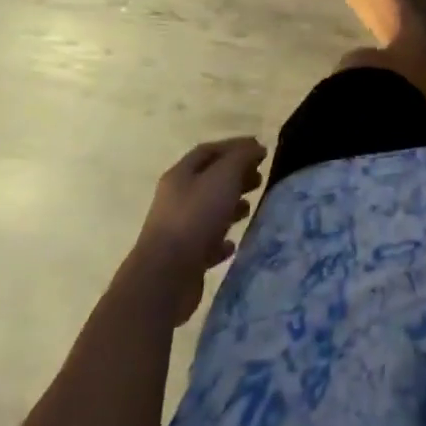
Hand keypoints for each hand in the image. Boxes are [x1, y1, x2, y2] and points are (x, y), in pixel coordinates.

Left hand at [130, 136, 266, 323]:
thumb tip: (256, 147)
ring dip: (231, 206)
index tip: (260, 151)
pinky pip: (206, 243)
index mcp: (180, 174)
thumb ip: (241, 157)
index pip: (209, 151)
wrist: (165, 277)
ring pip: (209, 211)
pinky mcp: (183, 259)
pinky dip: (222, 240)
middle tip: (259, 179)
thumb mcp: (224, 176)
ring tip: (250, 209)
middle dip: (236, 176)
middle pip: (210, 180)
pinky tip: (233, 244)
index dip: (235, 147)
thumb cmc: (196, 217)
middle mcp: (176, 199)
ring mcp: (178, 230)